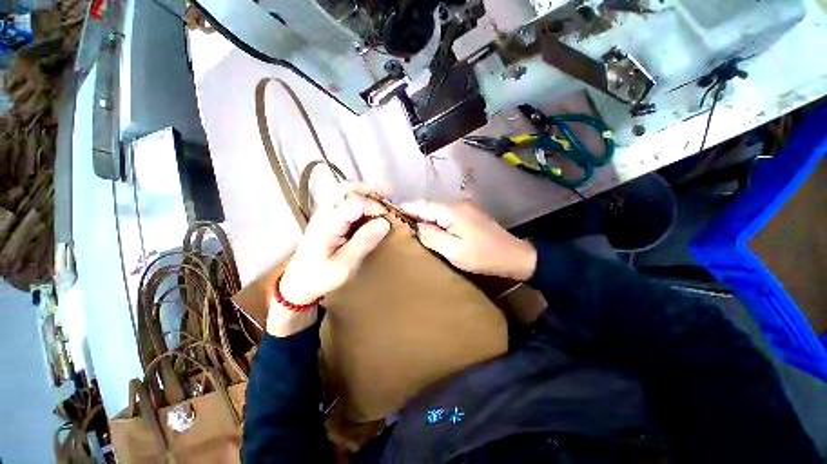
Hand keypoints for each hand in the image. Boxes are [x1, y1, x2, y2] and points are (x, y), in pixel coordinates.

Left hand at [268, 183, 391, 336]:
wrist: (299, 282)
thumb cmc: (322, 276)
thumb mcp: (346, 264)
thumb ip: (364, 241)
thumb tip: (385, 223)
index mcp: (328, 225)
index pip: (354, 203)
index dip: (374, 207)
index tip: (388, 220)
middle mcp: (324, 213)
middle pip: (346, 189)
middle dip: (370, 189)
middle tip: (389, 194)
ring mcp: (323, 213)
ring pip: (344, 191)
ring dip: (365, 191)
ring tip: (384, 196)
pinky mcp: (326, 217)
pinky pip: (343, 200)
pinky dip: (360, 198)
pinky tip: (370, 207)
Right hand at [400, 201, 536, 280]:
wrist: (514, 256)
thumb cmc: (483, 256)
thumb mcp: (453, 251)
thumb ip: (431, 237)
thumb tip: (416, 227)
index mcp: (451, 210)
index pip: (421, 205)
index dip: (404, 208)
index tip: (389, 212)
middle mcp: (457, 203)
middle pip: (428, 206)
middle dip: (412, 213)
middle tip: (397, 224)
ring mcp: (465, 207)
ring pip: (437, 210)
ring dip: (424, 217)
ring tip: (409, 227)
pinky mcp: (470, 214)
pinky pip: (446, 214)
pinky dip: (435, 220)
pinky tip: (430, 229)